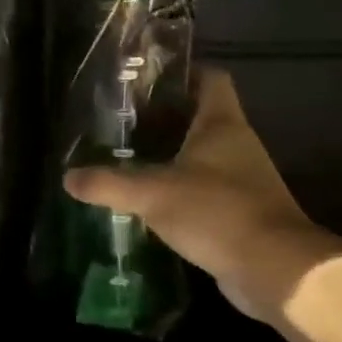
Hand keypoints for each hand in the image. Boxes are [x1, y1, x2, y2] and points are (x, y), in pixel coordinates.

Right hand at [64, 69, 341, 321]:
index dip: (183, 72)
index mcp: (222, 124)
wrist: (273, 269)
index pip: (210, 78)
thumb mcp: (153, 194)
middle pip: (201, 117)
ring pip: (202, 156)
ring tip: (128, 159)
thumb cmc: (217, 212)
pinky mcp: (240, 211)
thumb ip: (109, 183)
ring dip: (171, 157)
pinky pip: (204, 191)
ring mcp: (242, 180)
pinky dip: (180, 191)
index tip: (147, 79)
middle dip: (165, 118)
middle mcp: (237, 144)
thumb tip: (68, 178)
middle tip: (122, 123)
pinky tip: (150, 202)